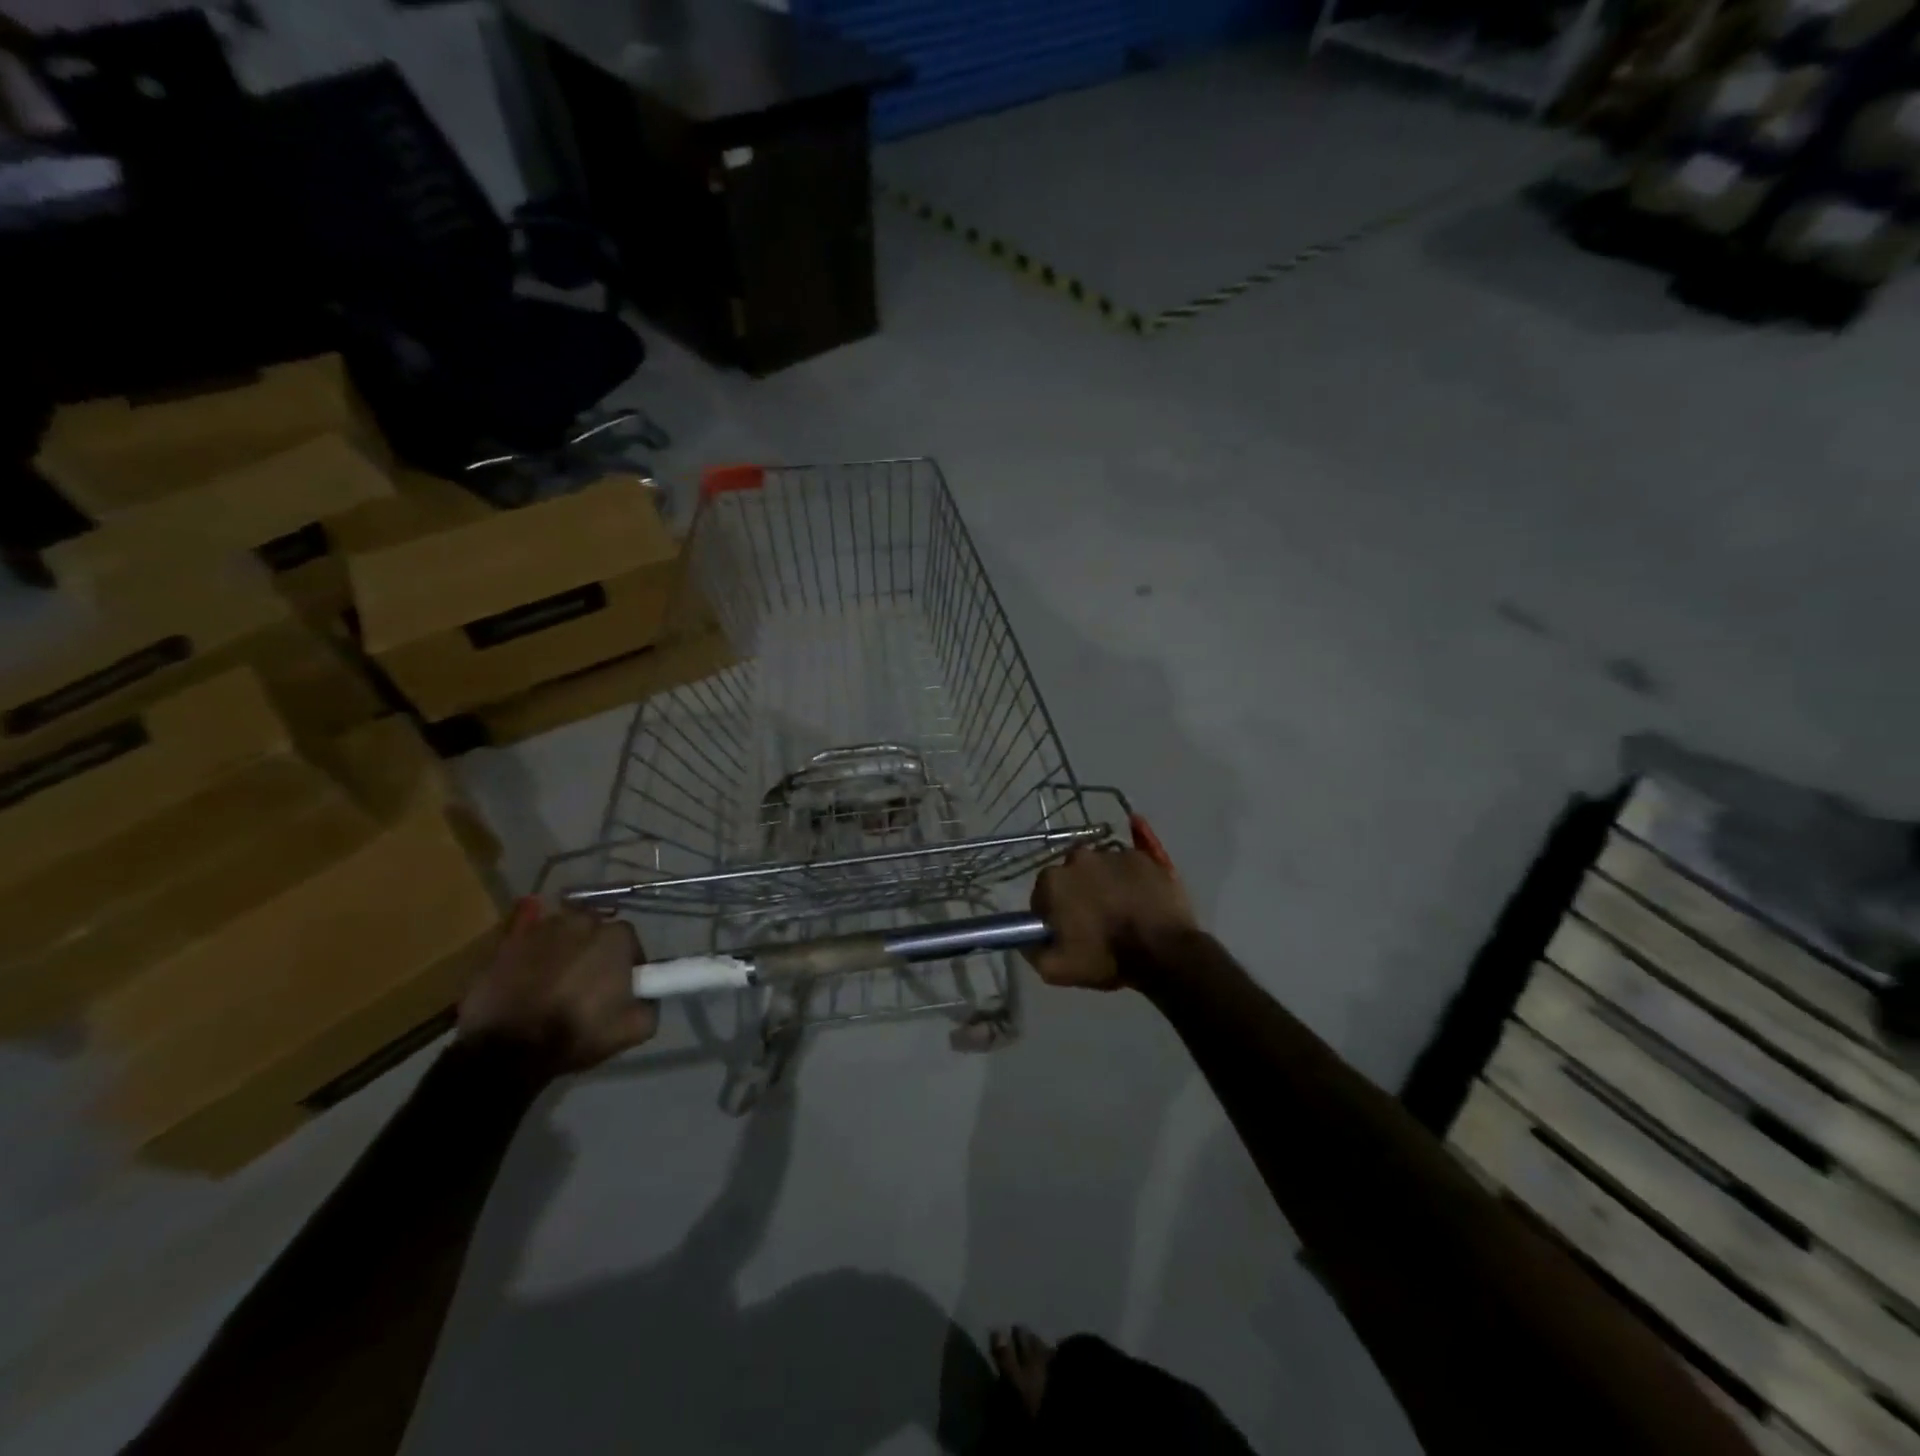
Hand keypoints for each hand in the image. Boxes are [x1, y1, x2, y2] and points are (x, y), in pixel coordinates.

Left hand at [458, 902, 658, 1073]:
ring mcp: (540, 929)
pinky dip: (531, 954)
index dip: (627, 965)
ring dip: (563, 952)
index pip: (630, 943)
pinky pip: (526, 942)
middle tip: (586, 986)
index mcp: (615, 936)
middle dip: (594, 953)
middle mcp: (581, 921)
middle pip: (594, 933)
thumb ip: (651, 1003)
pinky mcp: (505, 944)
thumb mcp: (636, 1028)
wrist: (507, 1048)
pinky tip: (528, 975)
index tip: (619, 989)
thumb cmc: (577, 1032)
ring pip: (561, 935)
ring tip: (553, 984)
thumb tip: (645, 994)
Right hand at [1026, 846, 1196, 990]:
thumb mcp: (1056, 969)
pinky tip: (1139, 901)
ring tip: (1121, 911)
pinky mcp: (1143, 857)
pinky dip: (1130, 880)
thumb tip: (1025, 937)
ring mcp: (1113, 853)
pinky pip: (1128, 867)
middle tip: (1094, 921)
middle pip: (1071, 876)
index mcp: (1053, 880)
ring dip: (1104, 884)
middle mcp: (1079, 857)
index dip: (1052, 914)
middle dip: (1078, 893)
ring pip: (1100, 869)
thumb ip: (1032, 950)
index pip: (1042, 894)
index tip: (1066, 931)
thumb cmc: (1106, 958)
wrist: (1164, 951)